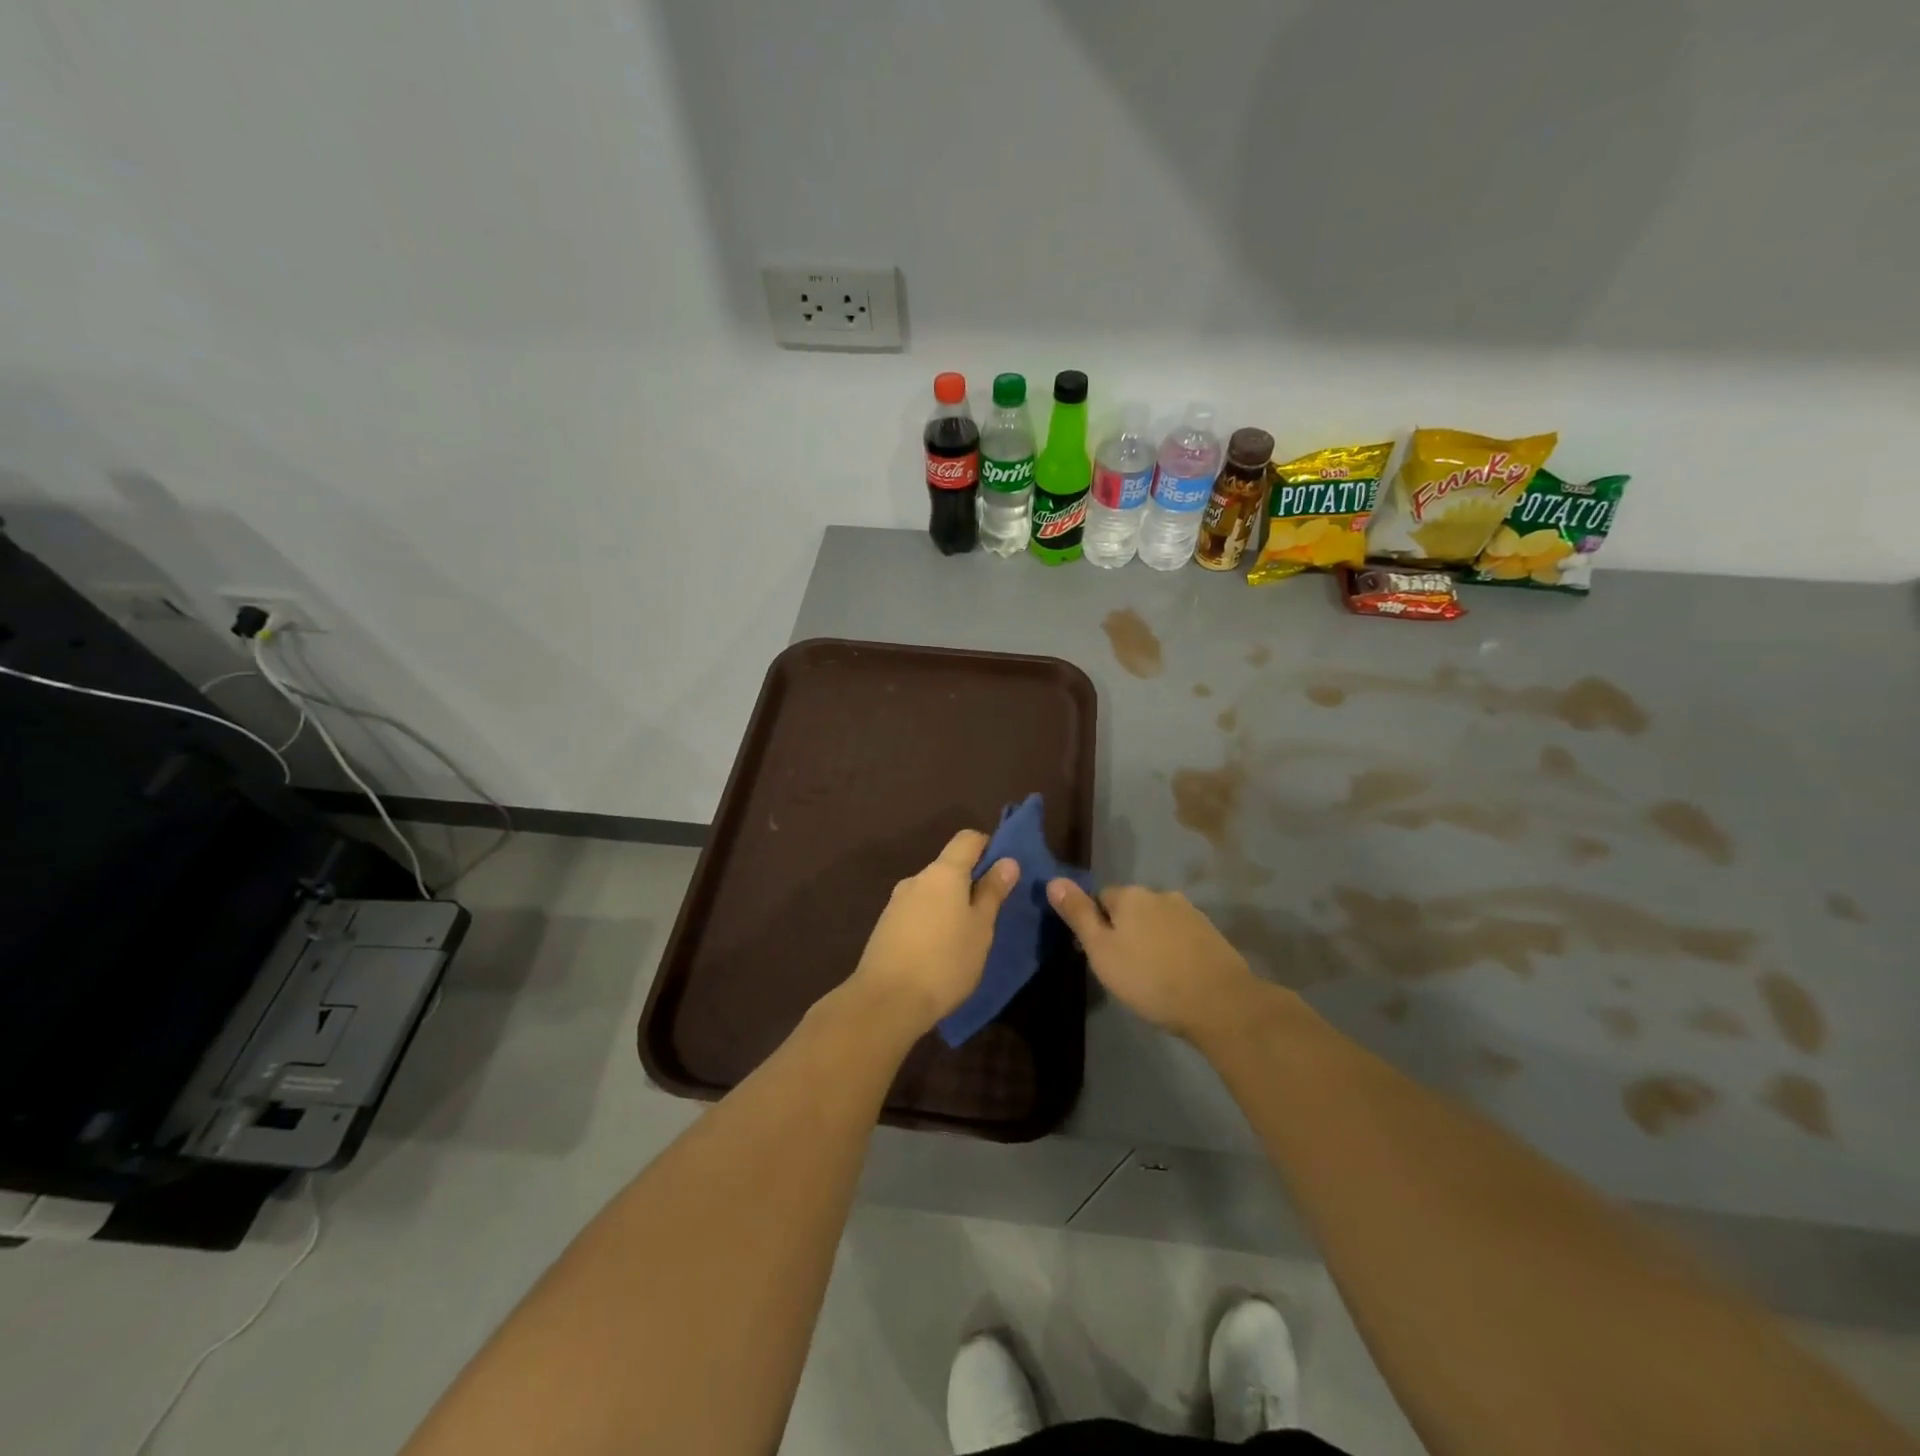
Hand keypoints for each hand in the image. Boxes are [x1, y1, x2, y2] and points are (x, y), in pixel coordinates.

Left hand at [843, 829, 1018, 1036]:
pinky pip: (916, 912)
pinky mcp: (885, 927)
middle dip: (969, 883)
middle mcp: (916, 879)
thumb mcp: (980, 928)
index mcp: (943, 872)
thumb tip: (1007, 861)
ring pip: (931, 892)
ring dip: (949, 905)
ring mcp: (896, 902)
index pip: (967, 839)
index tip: (1003, 872)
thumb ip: (992, 892)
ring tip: (965, 937)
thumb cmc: (945, 961)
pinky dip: (932, 922)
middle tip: (989, 913)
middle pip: (948, 867)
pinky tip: (938, 951)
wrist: (886, 1001)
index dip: (987, 847)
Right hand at [1046, 881, 1261, 1042]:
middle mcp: (1160, 894)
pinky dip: (1172, 950)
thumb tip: (1053, 880)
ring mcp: (1190, 912)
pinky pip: (1180, 936)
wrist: (1220, 1003)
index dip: (1094, 925)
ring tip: (1149, 975)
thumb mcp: (1102, 951)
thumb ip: (1078, 915)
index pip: (1100, 898)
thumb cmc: (1150, 978)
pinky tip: (1174, 976)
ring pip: (1156, 922)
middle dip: (1123, 930)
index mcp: (1130, 895)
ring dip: (1149, 940)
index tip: (1096, 955)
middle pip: (1130, 908)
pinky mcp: (1211, 934)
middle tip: (1121, 968)